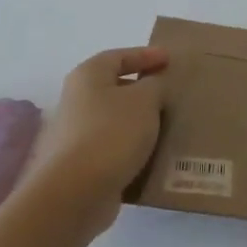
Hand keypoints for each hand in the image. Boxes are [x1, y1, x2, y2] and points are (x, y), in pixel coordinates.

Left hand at [25, 47, 169, 234]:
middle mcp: (77, 101)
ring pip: (115, 120)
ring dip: (139, 121)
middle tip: (170, 93)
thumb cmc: (112, 133)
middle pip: (115, 87)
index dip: (146, 55)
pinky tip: (154, 154)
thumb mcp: (145, 100)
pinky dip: (133, 147)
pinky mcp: (81, 164)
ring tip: (169, 125)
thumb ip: (155, 85)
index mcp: (88, 76)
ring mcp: (76, 134)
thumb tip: (152, 87)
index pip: (119, 56)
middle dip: (143, 89)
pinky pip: (114, 147)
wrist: (77, 191)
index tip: (169, 59)